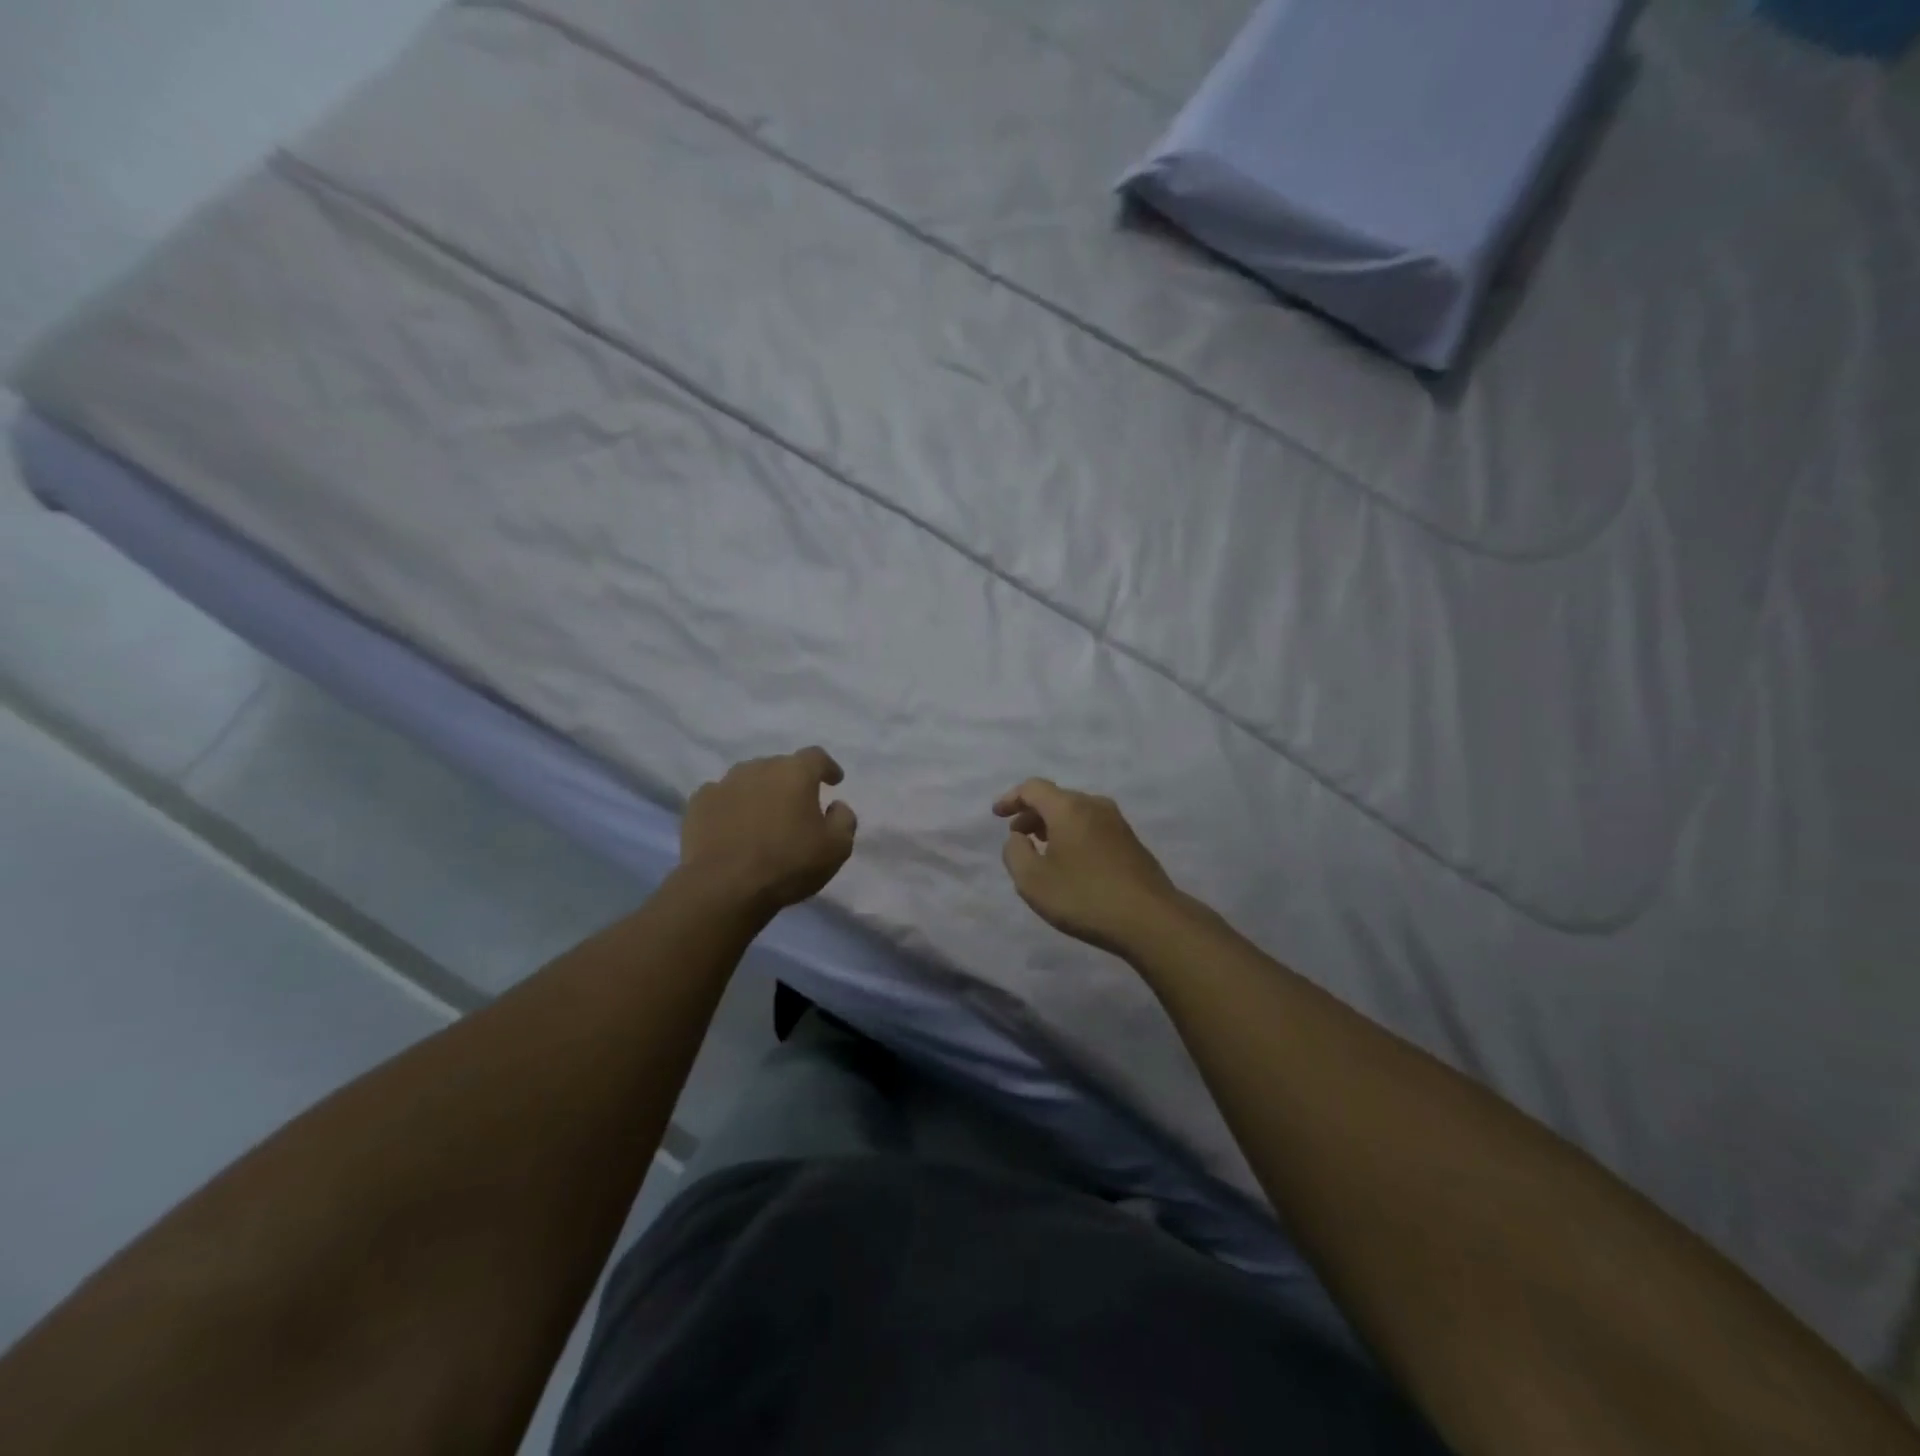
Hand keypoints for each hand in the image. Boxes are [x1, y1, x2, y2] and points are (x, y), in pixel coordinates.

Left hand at [681, 748, 856, 912]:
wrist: (724, 887)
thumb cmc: (788, 864)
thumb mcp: (836, 848)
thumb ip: (844, 820)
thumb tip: (836, 806)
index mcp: (795, 773)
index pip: (816, 757)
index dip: (827, 767)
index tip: (833, 781)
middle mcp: (759, 768)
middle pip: (780, 766)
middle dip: (791, 782)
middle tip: (797, 807)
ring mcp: (724, 783)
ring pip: (749, 779)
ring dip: (759, 792)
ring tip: (763, 816)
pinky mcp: (698, 803)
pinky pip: (721, 797)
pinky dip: (731, 806)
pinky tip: (733, 826)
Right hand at [994, 779, 1183, 955]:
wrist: (1151, 920)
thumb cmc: (1084, 897)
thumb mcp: (1033, 881)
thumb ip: (1015, 853)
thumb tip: (1018, 837)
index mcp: (1069, 808)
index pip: (1033, 788)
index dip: (1011, 798)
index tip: (997, 815)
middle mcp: (1094, 806)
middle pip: (1056, 798)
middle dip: (1032, 814)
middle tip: (1017, 836)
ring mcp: (1117, 823)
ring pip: (1076, 813)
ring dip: (1054, 825)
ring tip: (1041, 850)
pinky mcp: (1131, 842)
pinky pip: (1092, 827)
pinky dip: (1073, 835)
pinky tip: (1071, 862)